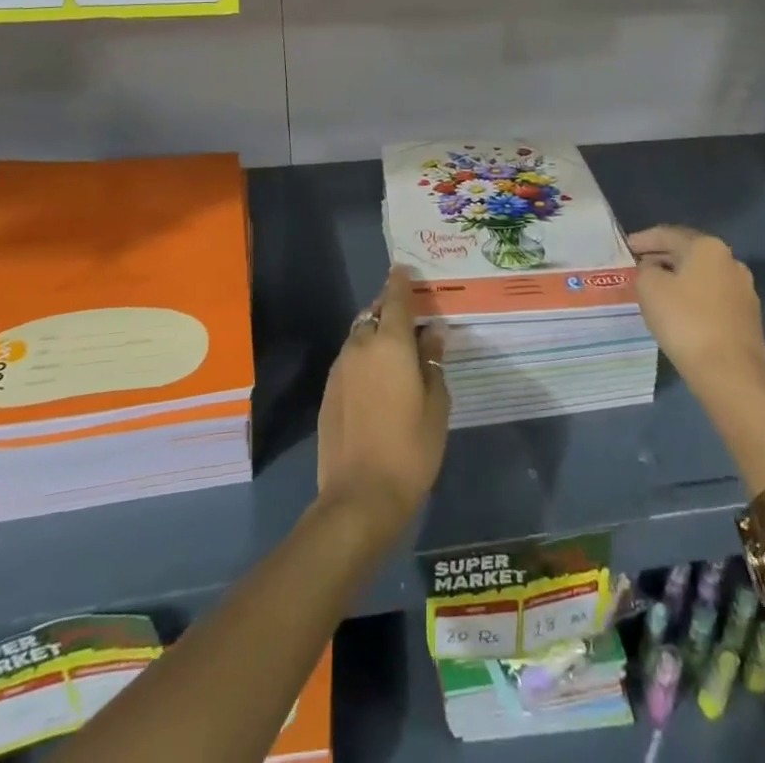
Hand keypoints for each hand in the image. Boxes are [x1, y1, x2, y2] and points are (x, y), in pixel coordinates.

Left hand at [316, 264, 450, 540]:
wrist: (359, 496)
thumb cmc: (410, 448)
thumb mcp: (436, 404)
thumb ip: (432, 361)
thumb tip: (431, 332)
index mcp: (390, 343)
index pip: (395, 298)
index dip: (400, 282)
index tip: (404, 269)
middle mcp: (361, 346)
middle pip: (374, 314)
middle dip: (388, 309)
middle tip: (409, 317)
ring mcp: (340, 369)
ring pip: (359, 337)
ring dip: (375, 334)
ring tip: (395, 349)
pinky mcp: (328, 391)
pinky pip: (349, 360)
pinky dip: (364, 357)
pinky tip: (377, 378)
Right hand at [628, 225, 764, 401]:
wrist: (730, 374)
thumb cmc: (685, 321)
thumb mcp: (649, 287)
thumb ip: (646, 269)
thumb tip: (654, 269)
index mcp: (708, 247)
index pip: (668, 234)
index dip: (643, 239)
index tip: (626, 247)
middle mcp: (731, 262)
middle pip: (688, 252)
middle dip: (662, 257)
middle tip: (638, 265)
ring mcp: (744, 290)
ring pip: (702, 276)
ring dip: (678, 277)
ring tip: (656, 287)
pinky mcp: (748, 317)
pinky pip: (712, 297)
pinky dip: (693, 296)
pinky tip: (678, 309)